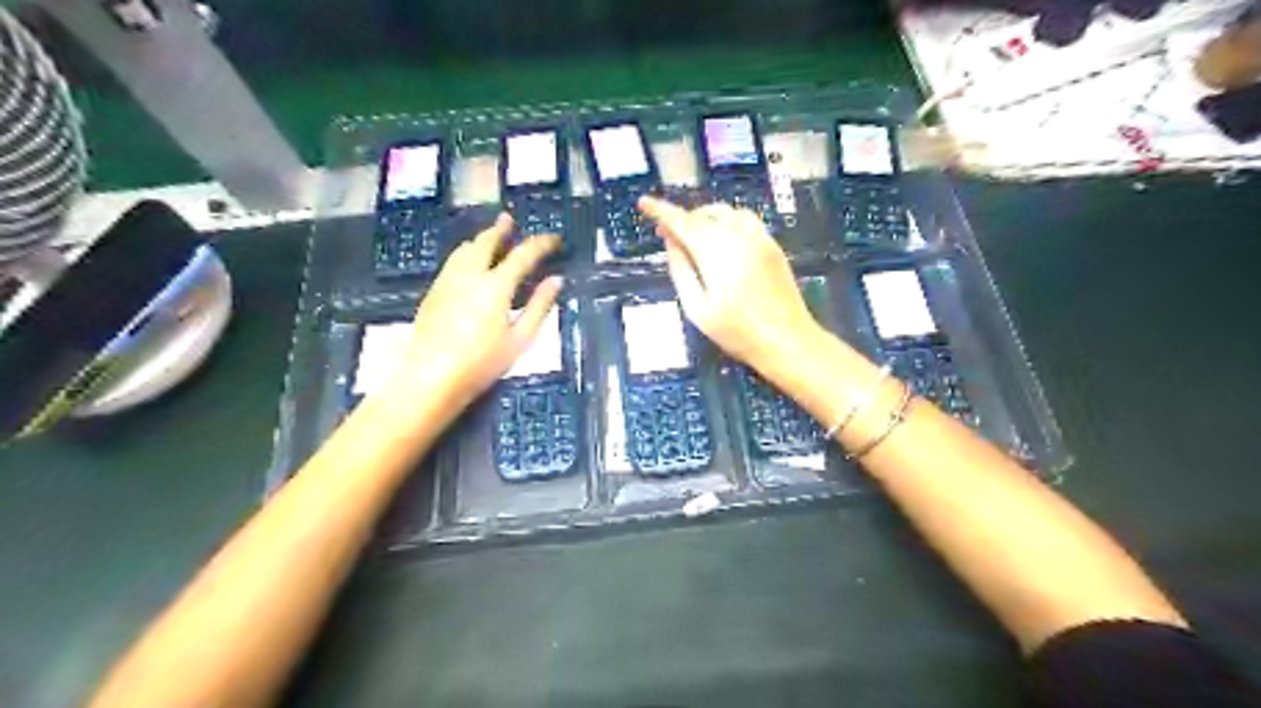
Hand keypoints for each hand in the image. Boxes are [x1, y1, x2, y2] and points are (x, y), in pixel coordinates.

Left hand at [388, 216, 558, 410]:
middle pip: (486, 243)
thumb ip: (539, 307)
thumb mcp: (520, 339)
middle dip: (500, 229)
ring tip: (489, 234)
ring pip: (465, 250)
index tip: (554, 239)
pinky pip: (452, 262)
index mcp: (496, 285)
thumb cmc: (481, 363)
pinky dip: (466, 253)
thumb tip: (556, 281)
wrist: (430, 377)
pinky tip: (467, 261)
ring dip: (480, 239)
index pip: (523, 255)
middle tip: (510, 220)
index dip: (540, 244)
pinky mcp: (433, 293)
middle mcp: (470, 275)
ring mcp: (447, 281)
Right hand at [641, 195, 829, 374]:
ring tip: (695, 238)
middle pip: (704, 214)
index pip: (682, 221)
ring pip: (727, 213)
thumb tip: (671, 243)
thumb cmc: (738, 332)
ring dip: (706, 218)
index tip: (644, 202)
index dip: (660, 210)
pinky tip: (723, 243)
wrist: (788, 340)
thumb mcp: (698, 309)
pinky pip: (745, 221)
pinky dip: (727, 222)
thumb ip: (681, 272)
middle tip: (668, 235)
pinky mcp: (773, 246)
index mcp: (716, 251)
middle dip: (683, 218)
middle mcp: (738, 236)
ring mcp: (759, 238)